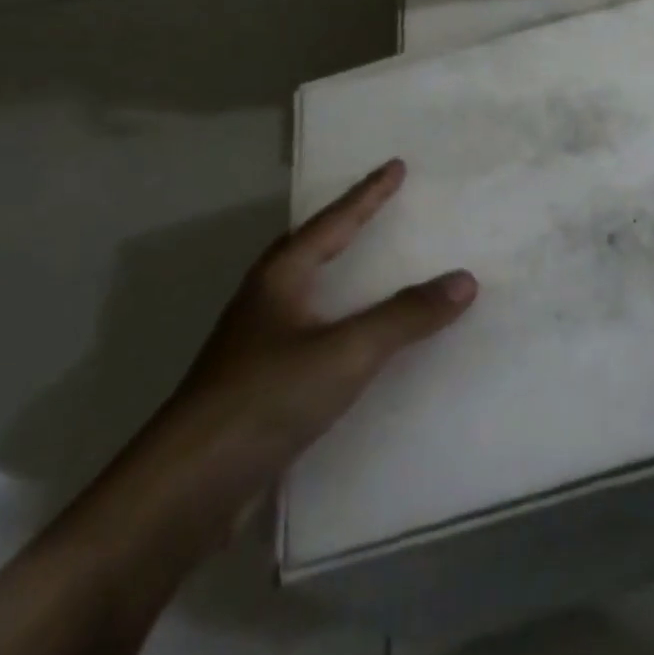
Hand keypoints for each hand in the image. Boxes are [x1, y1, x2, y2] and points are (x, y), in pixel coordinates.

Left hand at [104, 159, 474, 554]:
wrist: (188, 488)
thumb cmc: (266, 398)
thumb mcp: (346, 351)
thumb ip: (406, 316)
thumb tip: (465, 279)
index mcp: (280, 280)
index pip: (332, 224)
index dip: (367, 195)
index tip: (396, 166)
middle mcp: (265, 303)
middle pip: (310, 248)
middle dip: (345, 224)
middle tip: (379, 204)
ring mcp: (258, 346)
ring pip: (308, 293)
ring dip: (340, 272)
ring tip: (370, 263)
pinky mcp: (261, 386)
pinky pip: (313, 335)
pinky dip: (340, 322)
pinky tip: (356, 342)